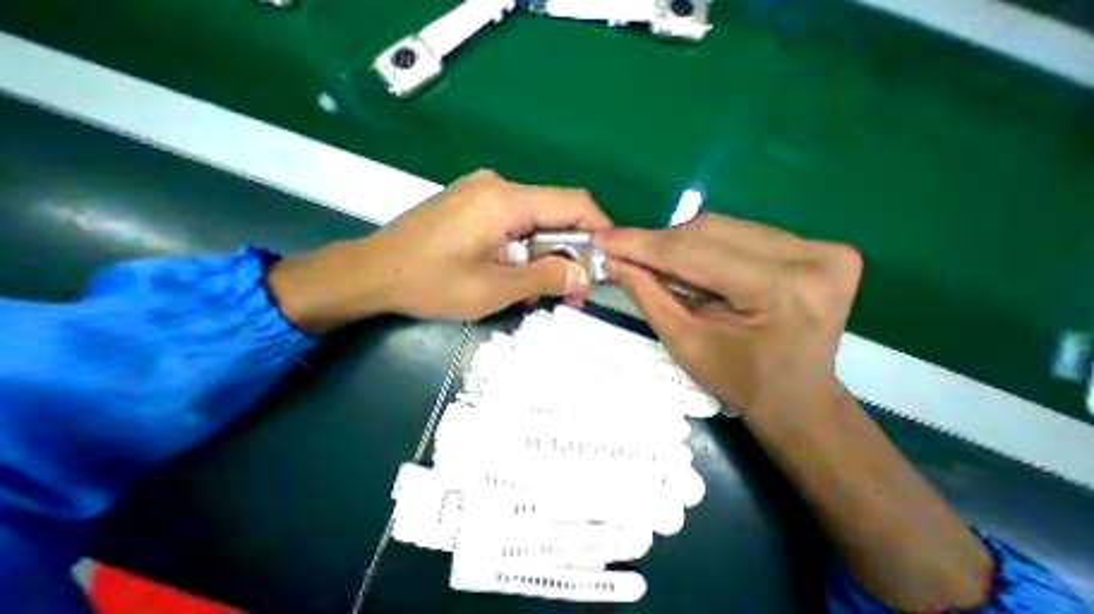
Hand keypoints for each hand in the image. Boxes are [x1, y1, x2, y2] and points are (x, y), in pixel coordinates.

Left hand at [269, 170, 612, 333]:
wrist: (370, 273)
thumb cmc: (430, 283)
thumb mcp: (494, 289)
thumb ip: (544, 278)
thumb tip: (583, 276)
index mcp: (506, 200)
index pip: (573, 203)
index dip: (599, 229)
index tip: (608, 259)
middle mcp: (498, 186)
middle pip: (555, 213)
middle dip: (570, 252)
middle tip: (573, 291)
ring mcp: (482, 193)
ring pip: (535, 222)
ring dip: (546, 256)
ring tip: (539, 292)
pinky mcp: (472, 205)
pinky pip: (514, 224)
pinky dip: (525, 250)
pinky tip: (515, 276)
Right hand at [598, 214, 864, 418]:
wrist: (797, 398)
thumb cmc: (737, 381)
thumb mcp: (683, 342)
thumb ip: (647, 296)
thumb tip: (613, 261)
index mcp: (781, 290)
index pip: (693, 253)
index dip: (640, 244)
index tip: (603, 239)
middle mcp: (811, 258)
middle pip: (708, 232)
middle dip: (657, 244)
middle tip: (622, 254)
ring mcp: (821, 249)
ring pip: (722, 228)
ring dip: (677, 243)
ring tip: (652, 262)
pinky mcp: (818, 248)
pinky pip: (740, 234)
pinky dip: (703, 246)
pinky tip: (687, 264)